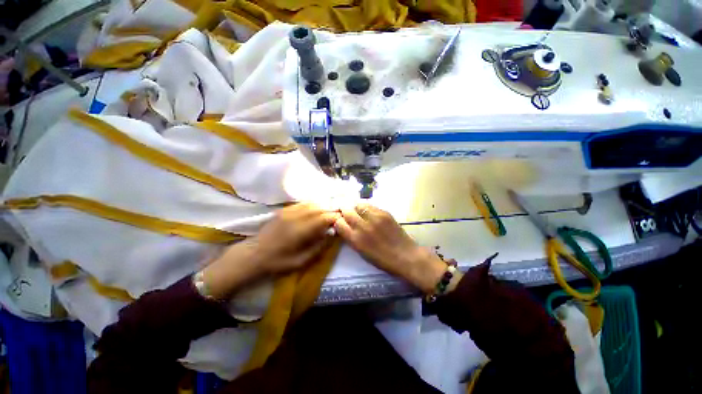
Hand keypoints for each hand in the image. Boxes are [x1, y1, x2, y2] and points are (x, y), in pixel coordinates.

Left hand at [202, 203, 338, 299]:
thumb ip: (318, 247)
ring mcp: (288, 212)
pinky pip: (301, 203)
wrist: (253, 255)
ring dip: (321, 206)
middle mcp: (295, 217)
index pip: (323, 218)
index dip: (334, 217)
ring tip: (328, 211)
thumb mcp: (301, 261)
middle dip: (330, 210)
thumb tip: (331, 234)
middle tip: (336, 215)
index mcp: (300, 231)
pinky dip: (311, 205)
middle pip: (318, 208)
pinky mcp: (283, 210)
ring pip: (310, 203)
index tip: (341, 219)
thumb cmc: (277, 262)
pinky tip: (315, 208)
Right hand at [333, 204, 447, 292]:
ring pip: (358, 204)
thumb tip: (344, 226)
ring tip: (359, 212)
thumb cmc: (382, 259)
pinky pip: (370, 206)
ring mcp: (374, 218)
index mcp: (355, 239)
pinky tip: (369, 213)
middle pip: (346, 210)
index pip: (339, 223)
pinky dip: (366, 208)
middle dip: (344, 211)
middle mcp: (362, 226)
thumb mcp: (361, 252)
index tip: (341, 221)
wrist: (405, 256)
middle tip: (347, 213)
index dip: (338, 221)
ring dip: (356, 208)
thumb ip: (351, 238)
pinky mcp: (384, 213)